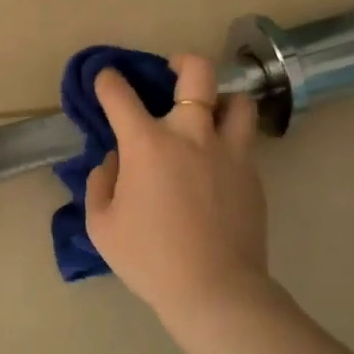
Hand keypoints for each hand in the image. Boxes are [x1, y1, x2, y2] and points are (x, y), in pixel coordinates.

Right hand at [85, 54, 269, 321]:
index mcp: (147, 144)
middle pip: (197, 72)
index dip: (107, 80)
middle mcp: (191, 134)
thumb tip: (114, 161)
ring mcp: (229, 152)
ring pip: (237, 100)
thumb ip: (101, 183)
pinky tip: (215, 166)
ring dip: (219, 100)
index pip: (120, 94)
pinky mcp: (252, 174)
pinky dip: (227, 141)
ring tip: (207, 115)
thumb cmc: (150, 259)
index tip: (105, 79)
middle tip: (171, 72)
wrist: (215, 291)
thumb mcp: (102, 225)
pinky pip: (243, 142)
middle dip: (181, 61)